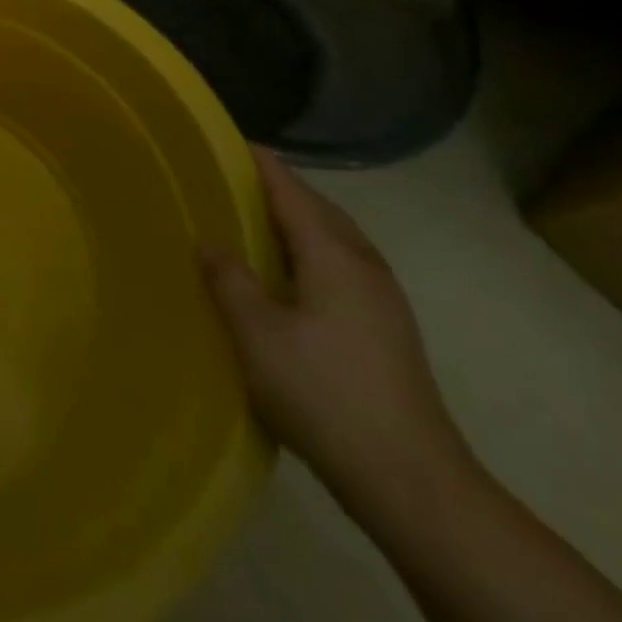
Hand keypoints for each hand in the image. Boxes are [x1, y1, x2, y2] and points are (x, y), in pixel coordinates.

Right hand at [202, 148, 472, 520]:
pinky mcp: (387, 327)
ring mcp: (382, 296)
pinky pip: (340, 264)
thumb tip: (210, 243)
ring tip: (250, 221)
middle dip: (276, 188)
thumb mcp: (257, 334)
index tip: (225, 141)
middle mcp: (363, 263)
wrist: (411, 479)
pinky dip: (308, 250)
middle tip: (228, 181)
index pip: (290, 189)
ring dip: (295, 220)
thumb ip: (229, 279)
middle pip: (317, 207)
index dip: (258, 162)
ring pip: (332, 237)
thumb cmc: (324, 393)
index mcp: (333, 253)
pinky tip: (286, 275)